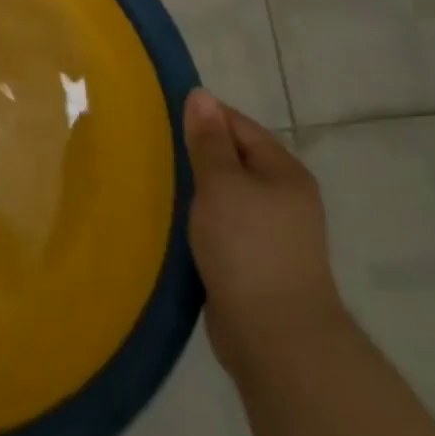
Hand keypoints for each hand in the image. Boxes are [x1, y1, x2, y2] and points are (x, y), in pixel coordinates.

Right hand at [183, 89, 345, 369]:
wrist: (277, 341)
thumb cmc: (248, 247)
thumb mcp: (221, 183)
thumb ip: (208, 139)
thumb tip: (201, 94)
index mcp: (284, 171)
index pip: (238, 125)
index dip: (202, 117)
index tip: (160, 117)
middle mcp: (284, 198)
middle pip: (233, 159)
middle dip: (195, 154)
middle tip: (151, 149)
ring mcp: (273, 235)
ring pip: (225, 196)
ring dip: (195, 191)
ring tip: (155, 183)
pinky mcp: (256, 265)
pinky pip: (222, 228)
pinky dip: (200, 223)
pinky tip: (172, 223)